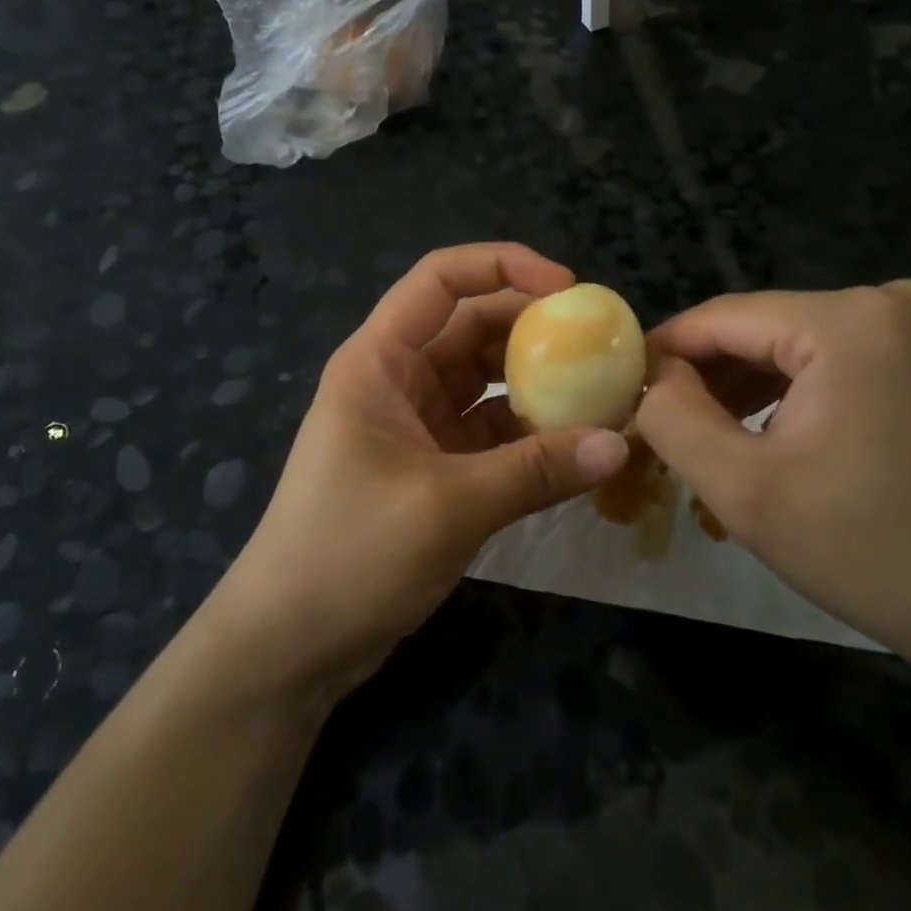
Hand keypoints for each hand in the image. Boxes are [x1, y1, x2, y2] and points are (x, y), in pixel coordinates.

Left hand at [206, 244, 630, 700]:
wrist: (290, 645)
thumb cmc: (349, 553)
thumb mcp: (448, 506)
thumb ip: (536, 471)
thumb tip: (620, 444)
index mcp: (379, 360)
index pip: (440, 279)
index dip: (504, 265)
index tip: (568, 288)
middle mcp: (397, 378)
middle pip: (471, 325)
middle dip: (534, 328)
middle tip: (601, 345)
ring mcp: (415, 423)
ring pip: (485, 380)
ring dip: (537, 384)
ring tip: (601, 392)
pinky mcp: (432, 466)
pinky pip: (489, 431)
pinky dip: (528, 434)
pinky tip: (574, 447)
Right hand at [635, 282, 910, 722]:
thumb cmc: (874, 552)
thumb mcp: (745, 492)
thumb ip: (674, 418)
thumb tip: (652, 374)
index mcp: (850, 322)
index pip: (723, 317)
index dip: (668, 351)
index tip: (629, 388)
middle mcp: (895, 300)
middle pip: (765, 326)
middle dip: (713, 373)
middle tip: (670, 423)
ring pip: (803, 339)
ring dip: (756, 382)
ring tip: (717, 431)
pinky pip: (847, 352)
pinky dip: (805, 385)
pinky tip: (782, 428)